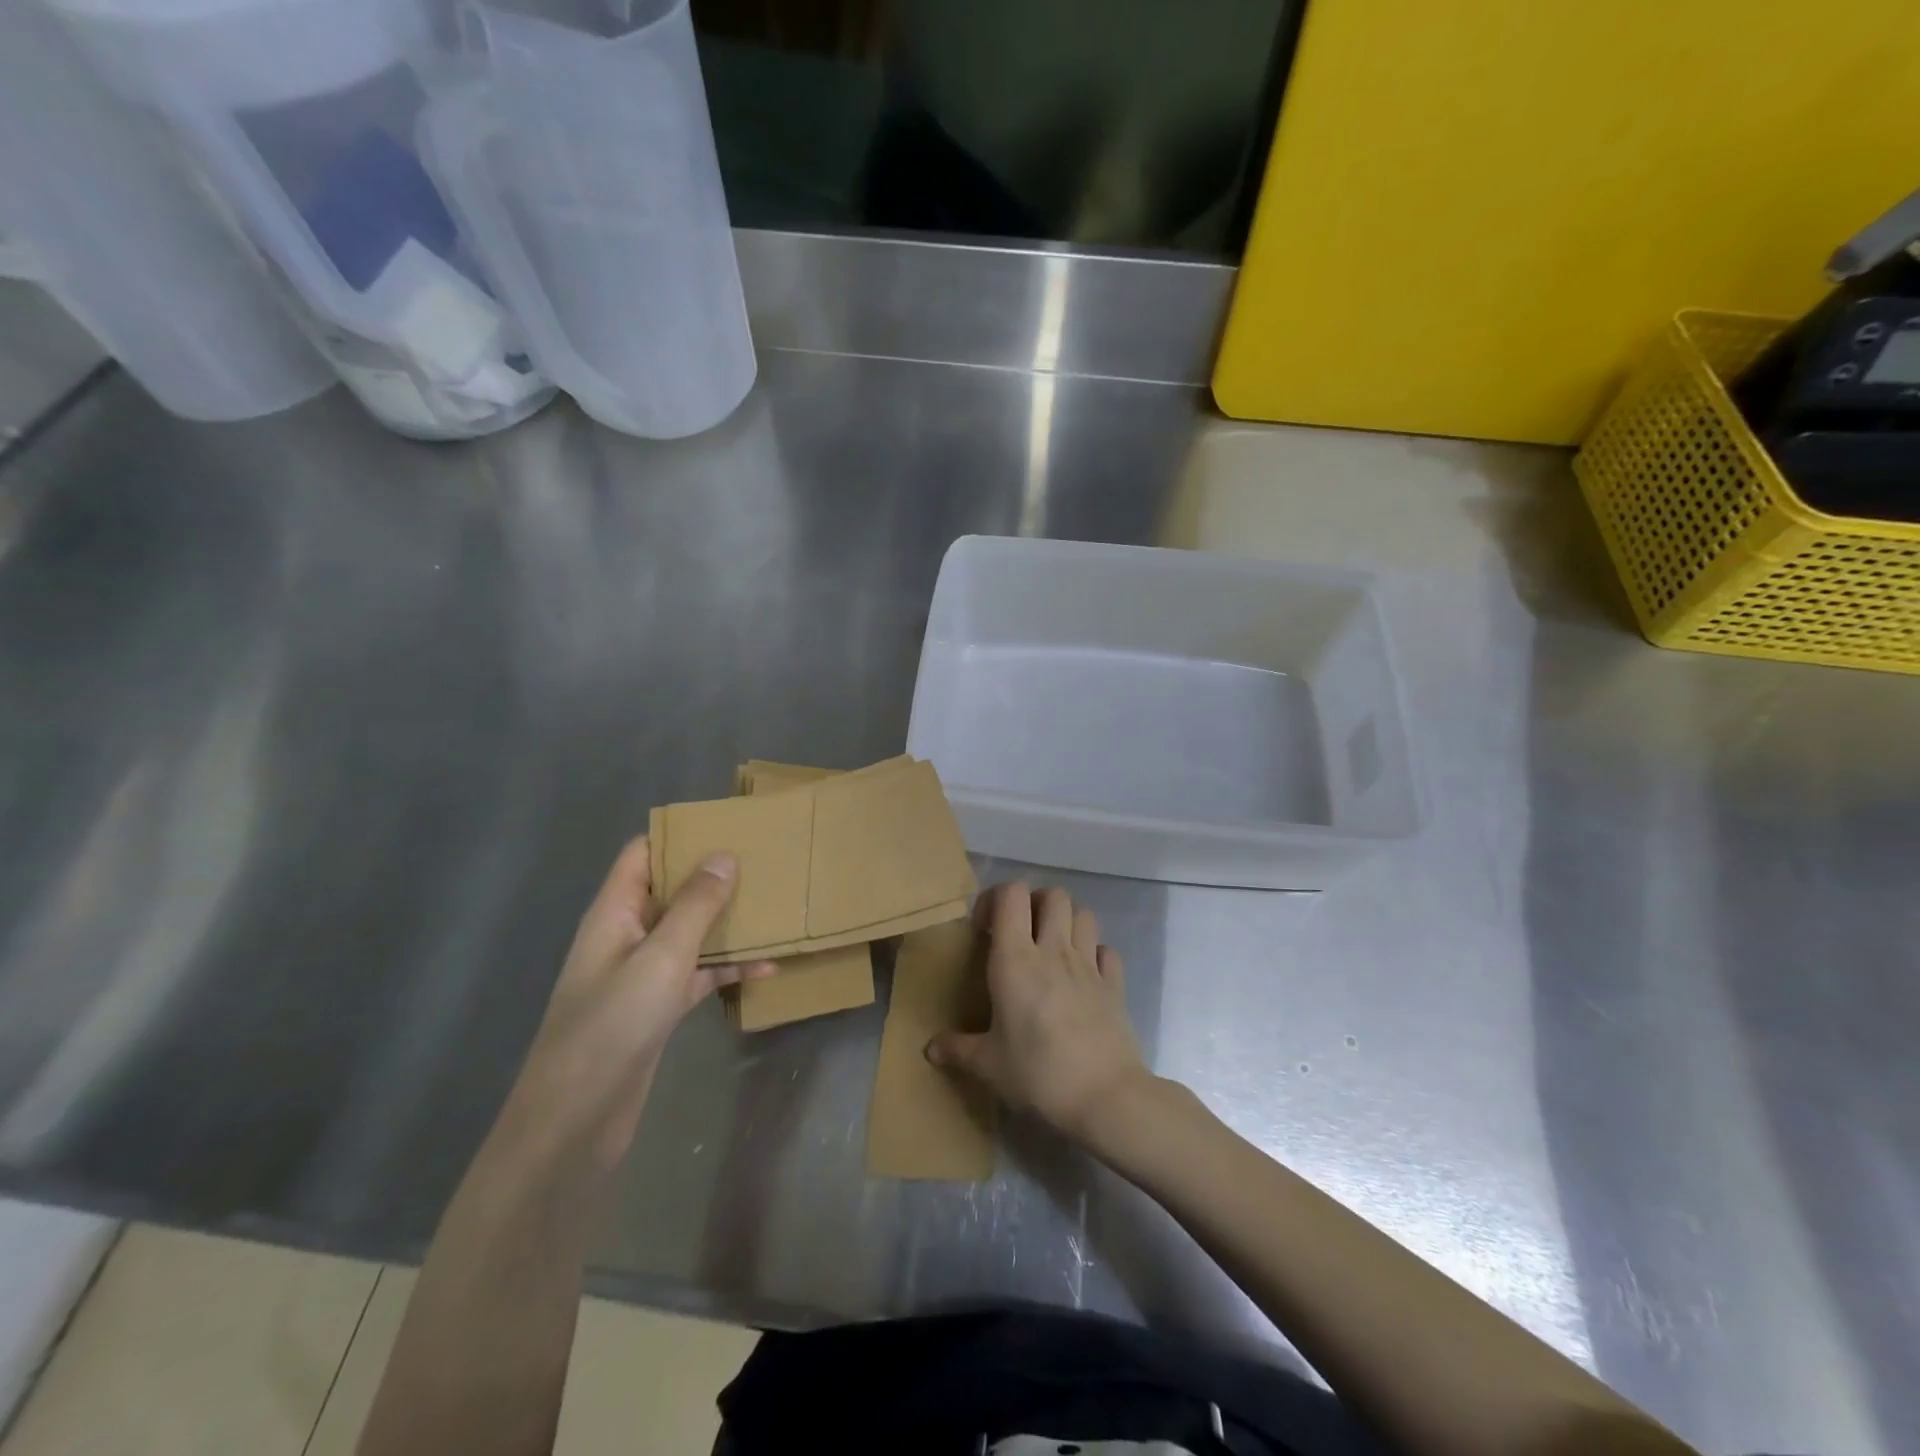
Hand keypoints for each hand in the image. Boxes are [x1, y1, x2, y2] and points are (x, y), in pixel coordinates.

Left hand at [499, 837, 774, 1172]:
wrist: (577, 1120)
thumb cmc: (613, 1025)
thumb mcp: (662, 957)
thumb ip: (695, 905)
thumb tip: (725, 855)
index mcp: (615, 912)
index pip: (642, 854)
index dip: (680, 835)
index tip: (729, 826)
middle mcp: (627, 935)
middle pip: (672, 891)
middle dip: (714, 877)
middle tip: (766, 863)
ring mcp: (642, 973)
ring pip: (690, 933)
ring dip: (727, 924)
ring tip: (775, 910)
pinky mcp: (658, 1007)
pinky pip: (698, 973)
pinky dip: (727, 968)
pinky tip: (766, 969)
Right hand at [927, 881, 1151, 1143]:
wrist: (1105, 1096)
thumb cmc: (1038, 1073)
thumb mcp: (988, 1065)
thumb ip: (957, 1050)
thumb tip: (929, 1048)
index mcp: (1016, 959)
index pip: (1011, 894)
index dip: (996, 899)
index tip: (984, 929)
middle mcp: (1054, 950)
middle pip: (1053, 894)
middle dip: (1035, 903)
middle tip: (1021, 933)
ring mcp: (1089, 964)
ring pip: (1084, 914)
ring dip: (1067, 922)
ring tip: (1052, 949)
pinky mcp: (1115, 985)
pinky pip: (1106, 951)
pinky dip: (1095, 954)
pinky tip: (1084, 976)